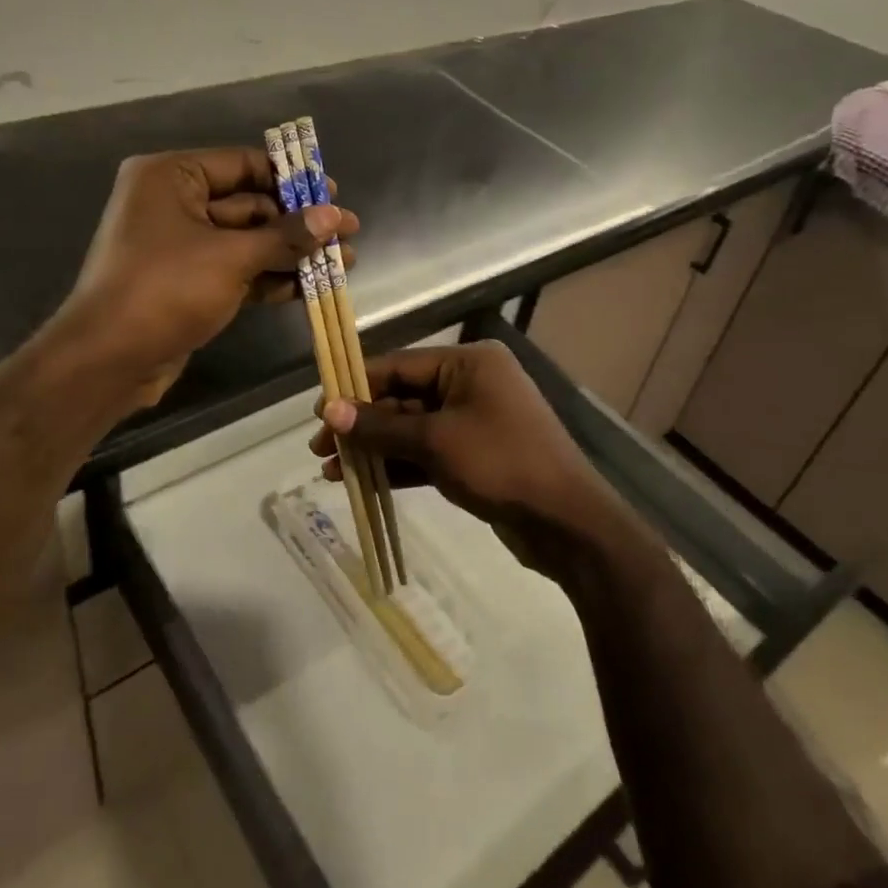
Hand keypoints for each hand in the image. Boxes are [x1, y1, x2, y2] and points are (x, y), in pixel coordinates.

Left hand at [53, 147, 358, 408]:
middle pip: (249, 204)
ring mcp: (181, 246)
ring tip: (344, 260)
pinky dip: (271, 276)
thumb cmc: (164, 290)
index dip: (291, 178)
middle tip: (348, 231)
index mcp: (171, 177)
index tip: (333, 192)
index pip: (242, 164)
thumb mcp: (230, 258)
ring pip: (247, 241)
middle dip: (298, 223)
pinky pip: (237, 269)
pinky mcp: (189, 282)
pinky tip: (312, 286)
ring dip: (292, 252)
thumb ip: (284, 236)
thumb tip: (334, 216)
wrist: (107, 361)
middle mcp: (173, 203)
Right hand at [310, 341, 636, 581]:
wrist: (568, 523)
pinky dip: (399, 465)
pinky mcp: (476, 456)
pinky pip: (428, 452)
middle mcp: (471, 384)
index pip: (398, 365)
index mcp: (468, 363)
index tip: (319, 411)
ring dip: (375, 448)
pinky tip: (364, 482)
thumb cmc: (502, 464)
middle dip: (362, 424)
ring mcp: (475, 421)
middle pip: (403, 398)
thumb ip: (381, 426)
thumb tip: (329, 410)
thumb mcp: (435, 441)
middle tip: (320, 448)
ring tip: (332, 471)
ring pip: (412, 428)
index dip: (356, 386)